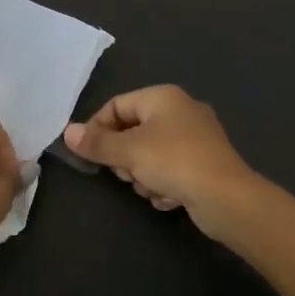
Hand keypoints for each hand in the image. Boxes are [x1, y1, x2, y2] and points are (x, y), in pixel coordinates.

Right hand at [63, 85, 272, 243]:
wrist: (227, 198)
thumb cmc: (174, 162)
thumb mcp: (129, 151)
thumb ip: (97, 142)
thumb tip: (67, 132)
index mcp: (163, 97)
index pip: (117, 105)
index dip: (98, 128)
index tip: (89, 154)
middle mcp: (180, 110)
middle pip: (133, 131)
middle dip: (125, 158)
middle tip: (126, 174)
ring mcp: (196, 137)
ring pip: (150, 154)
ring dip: (144, 176)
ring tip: (152, 189)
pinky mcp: (204, 163)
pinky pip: (171, 170)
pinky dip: (165, 184)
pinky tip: (170, 198)